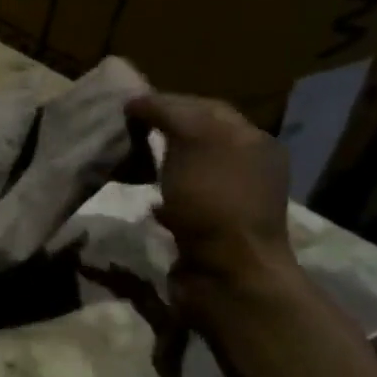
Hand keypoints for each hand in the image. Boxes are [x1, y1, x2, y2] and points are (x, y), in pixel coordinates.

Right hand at [125, 92, 296, 306]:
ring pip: (188, 169)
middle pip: (197, 137)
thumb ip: (168, 112)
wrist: (228, 275)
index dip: (167, 101)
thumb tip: (138, 101)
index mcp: (252, 141)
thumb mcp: (193, 140)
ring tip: (129, 164)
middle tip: (124, 132)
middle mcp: (248, 167)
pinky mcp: (212, 231)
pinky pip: (183, 203)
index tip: (128, 107)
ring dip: (159, 165)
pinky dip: (162, 197)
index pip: (205, 106)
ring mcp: (231, 201)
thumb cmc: (213, 200)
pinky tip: (146, 202)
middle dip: (161, 132)